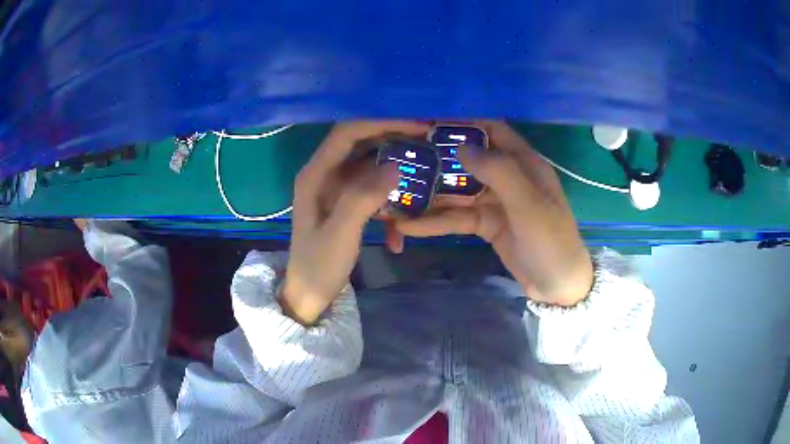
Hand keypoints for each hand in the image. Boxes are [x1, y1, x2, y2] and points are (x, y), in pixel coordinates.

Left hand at [282, 121, 430, 323]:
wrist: (308, 294)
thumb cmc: (319, 266)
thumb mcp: (340, 234)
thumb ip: (363, 198)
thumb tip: (395, 166)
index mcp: (315, 174)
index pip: (347, 133)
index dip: (380, 123)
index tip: (415, 124)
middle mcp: (324, 173)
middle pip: (359, 141)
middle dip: (392, 135)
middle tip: (427, 136)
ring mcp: (335, 187)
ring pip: (368, 161)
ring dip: (394, 160)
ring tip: (425, 159)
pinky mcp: (345, 201)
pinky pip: (370, 186)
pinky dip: (388, 192)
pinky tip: (402, 215)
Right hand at [393, 121, 592, 306]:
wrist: (558, 286)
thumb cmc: (551, 241)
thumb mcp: (529, 206)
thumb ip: (499, 172)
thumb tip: (461, 146)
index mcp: (524, 163)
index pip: (492, 130)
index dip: (464, 123)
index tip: (429, 121)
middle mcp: (508, 176)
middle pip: (468, 159)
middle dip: (437, 159)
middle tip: (400, 158)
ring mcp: (495, 201)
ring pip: (458, 191)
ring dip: (430, 195)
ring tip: (395, 195)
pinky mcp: (486, 224)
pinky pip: (457, 218)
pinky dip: (436, 222)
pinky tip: (408, 226)